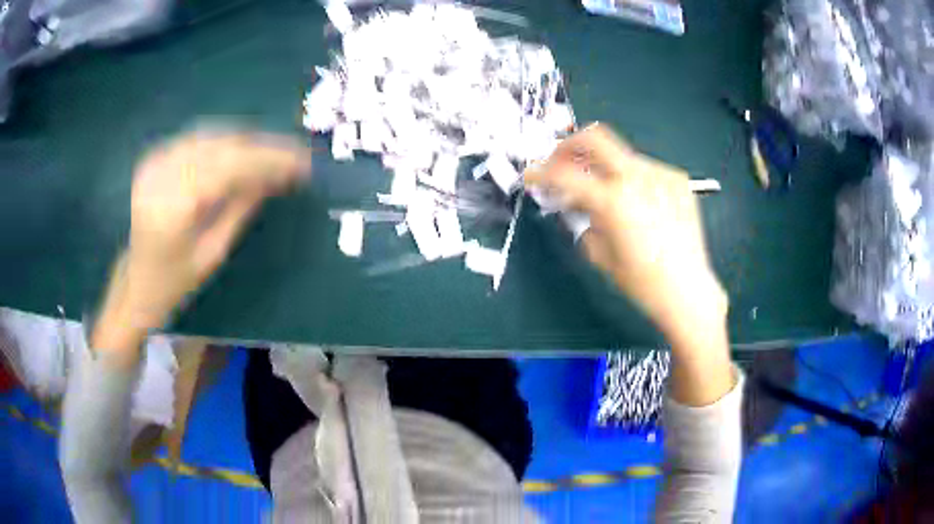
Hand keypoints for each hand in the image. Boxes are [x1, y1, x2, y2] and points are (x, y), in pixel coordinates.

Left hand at [92, 128, 310, 360]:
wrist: (135, 281)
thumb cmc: (174, 282)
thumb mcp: (213, 252)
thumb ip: (241, 208)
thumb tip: (275, 177)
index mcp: (173, 209)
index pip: (229, 167)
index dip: (268, 160)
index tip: (302, 163)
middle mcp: (161, 176)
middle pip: (221, 146)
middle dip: (262, 148)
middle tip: (294, 154)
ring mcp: (155, 163)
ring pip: (211, 136)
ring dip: (246, 140)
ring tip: (274, 151)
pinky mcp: (154, 158)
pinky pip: (196, 138)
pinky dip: (224, 140)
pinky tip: (243, 148)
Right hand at [525, 124, 733, 404]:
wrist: (688, 291)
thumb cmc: (642, 282)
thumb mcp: (601, 255)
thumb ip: (582, 221)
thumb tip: (576, 204)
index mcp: (614, 199)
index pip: (564, 173)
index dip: (540, 173)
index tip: (531, 176)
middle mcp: (637, 177)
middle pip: (594, 137)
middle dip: (568, 146)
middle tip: (559, 163)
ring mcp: (660, 175)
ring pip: (620, 153)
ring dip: (600, 164)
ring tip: (598, 188)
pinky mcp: (677, 180)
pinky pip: (644, 168)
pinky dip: (628, 176)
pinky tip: (631, 199)